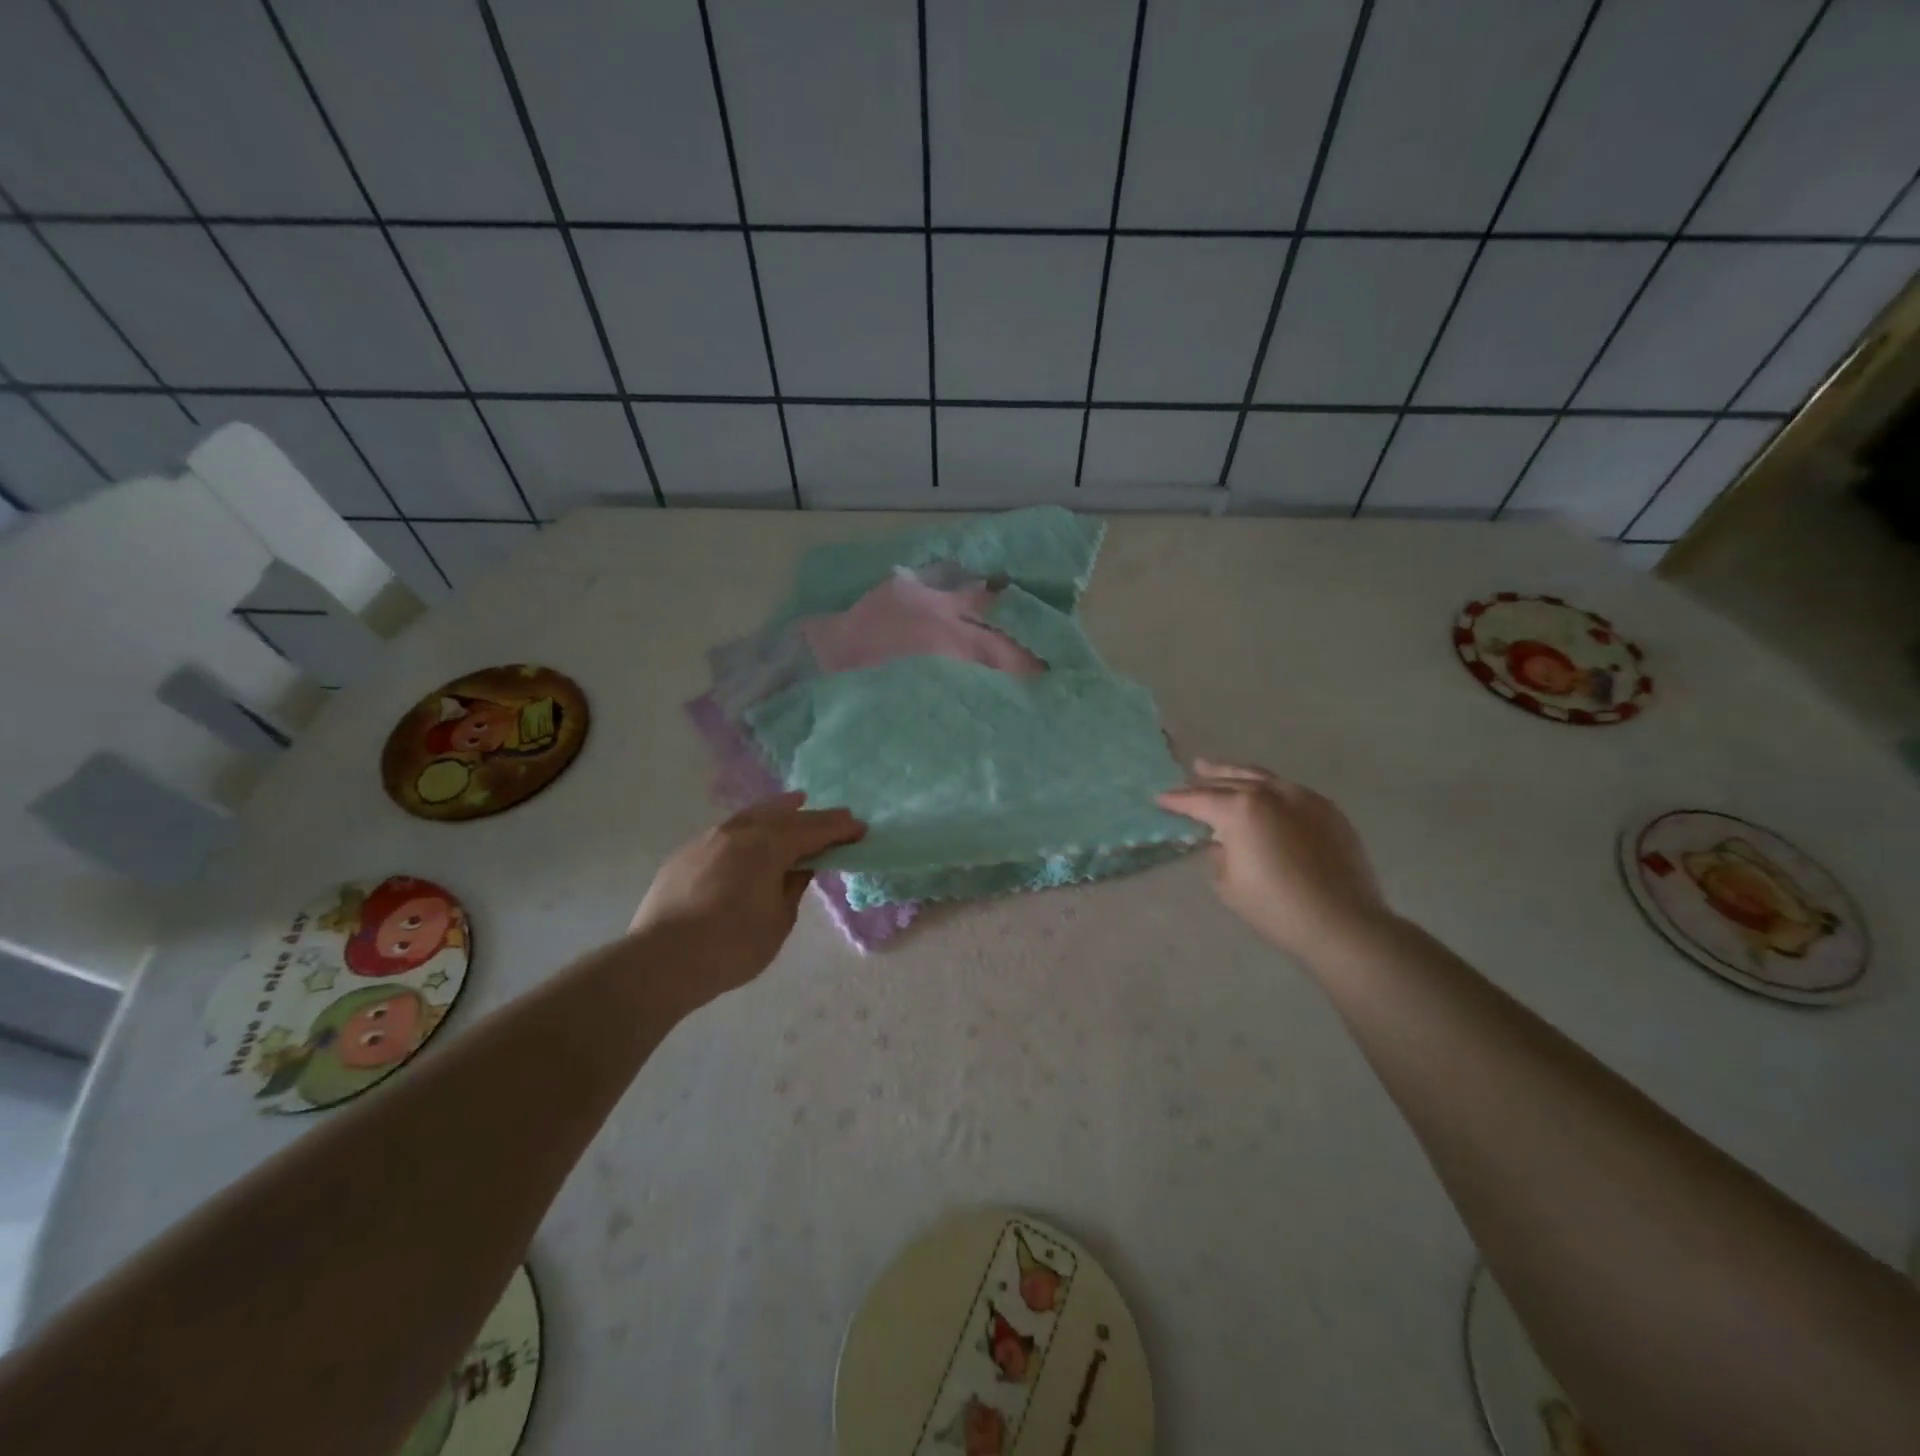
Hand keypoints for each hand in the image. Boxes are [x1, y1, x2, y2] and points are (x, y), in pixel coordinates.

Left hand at [630, 792, 865, 1007]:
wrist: (661, 960)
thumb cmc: (731, 945)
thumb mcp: (778, 921)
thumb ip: (793, 887)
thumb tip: (798, 868)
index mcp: (769, 845)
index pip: (815, 830)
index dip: (841, 829)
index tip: (861, 829)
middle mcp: (740, 831)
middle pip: (785, 816)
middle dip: (814, 817)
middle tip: (837, 818)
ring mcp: (709, 839)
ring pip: (752, 816)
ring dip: (778, 811)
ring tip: (794, 803)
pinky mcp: (686, 854)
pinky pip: (727, 832)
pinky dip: (749, 829)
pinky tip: (749, 838)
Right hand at [1158, 759, 1390, 962]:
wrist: (1342, 922)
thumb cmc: (1275, 907)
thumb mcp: (1227, 883)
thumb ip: (1217, 853)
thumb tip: (1221, 840)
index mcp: (1240, 810)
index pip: (1199, 800)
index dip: (1177, 800)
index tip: (1160, 799)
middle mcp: (1270, 793)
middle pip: (1231, 780)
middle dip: (1207, 779)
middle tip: (1191, 773)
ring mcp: (1303, 798)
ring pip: (1262, 778)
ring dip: (1237, 774)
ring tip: (1218, 769)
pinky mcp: (1328, 810)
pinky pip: (1290, 791)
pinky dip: (1269, 789)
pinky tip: (1263, 795)